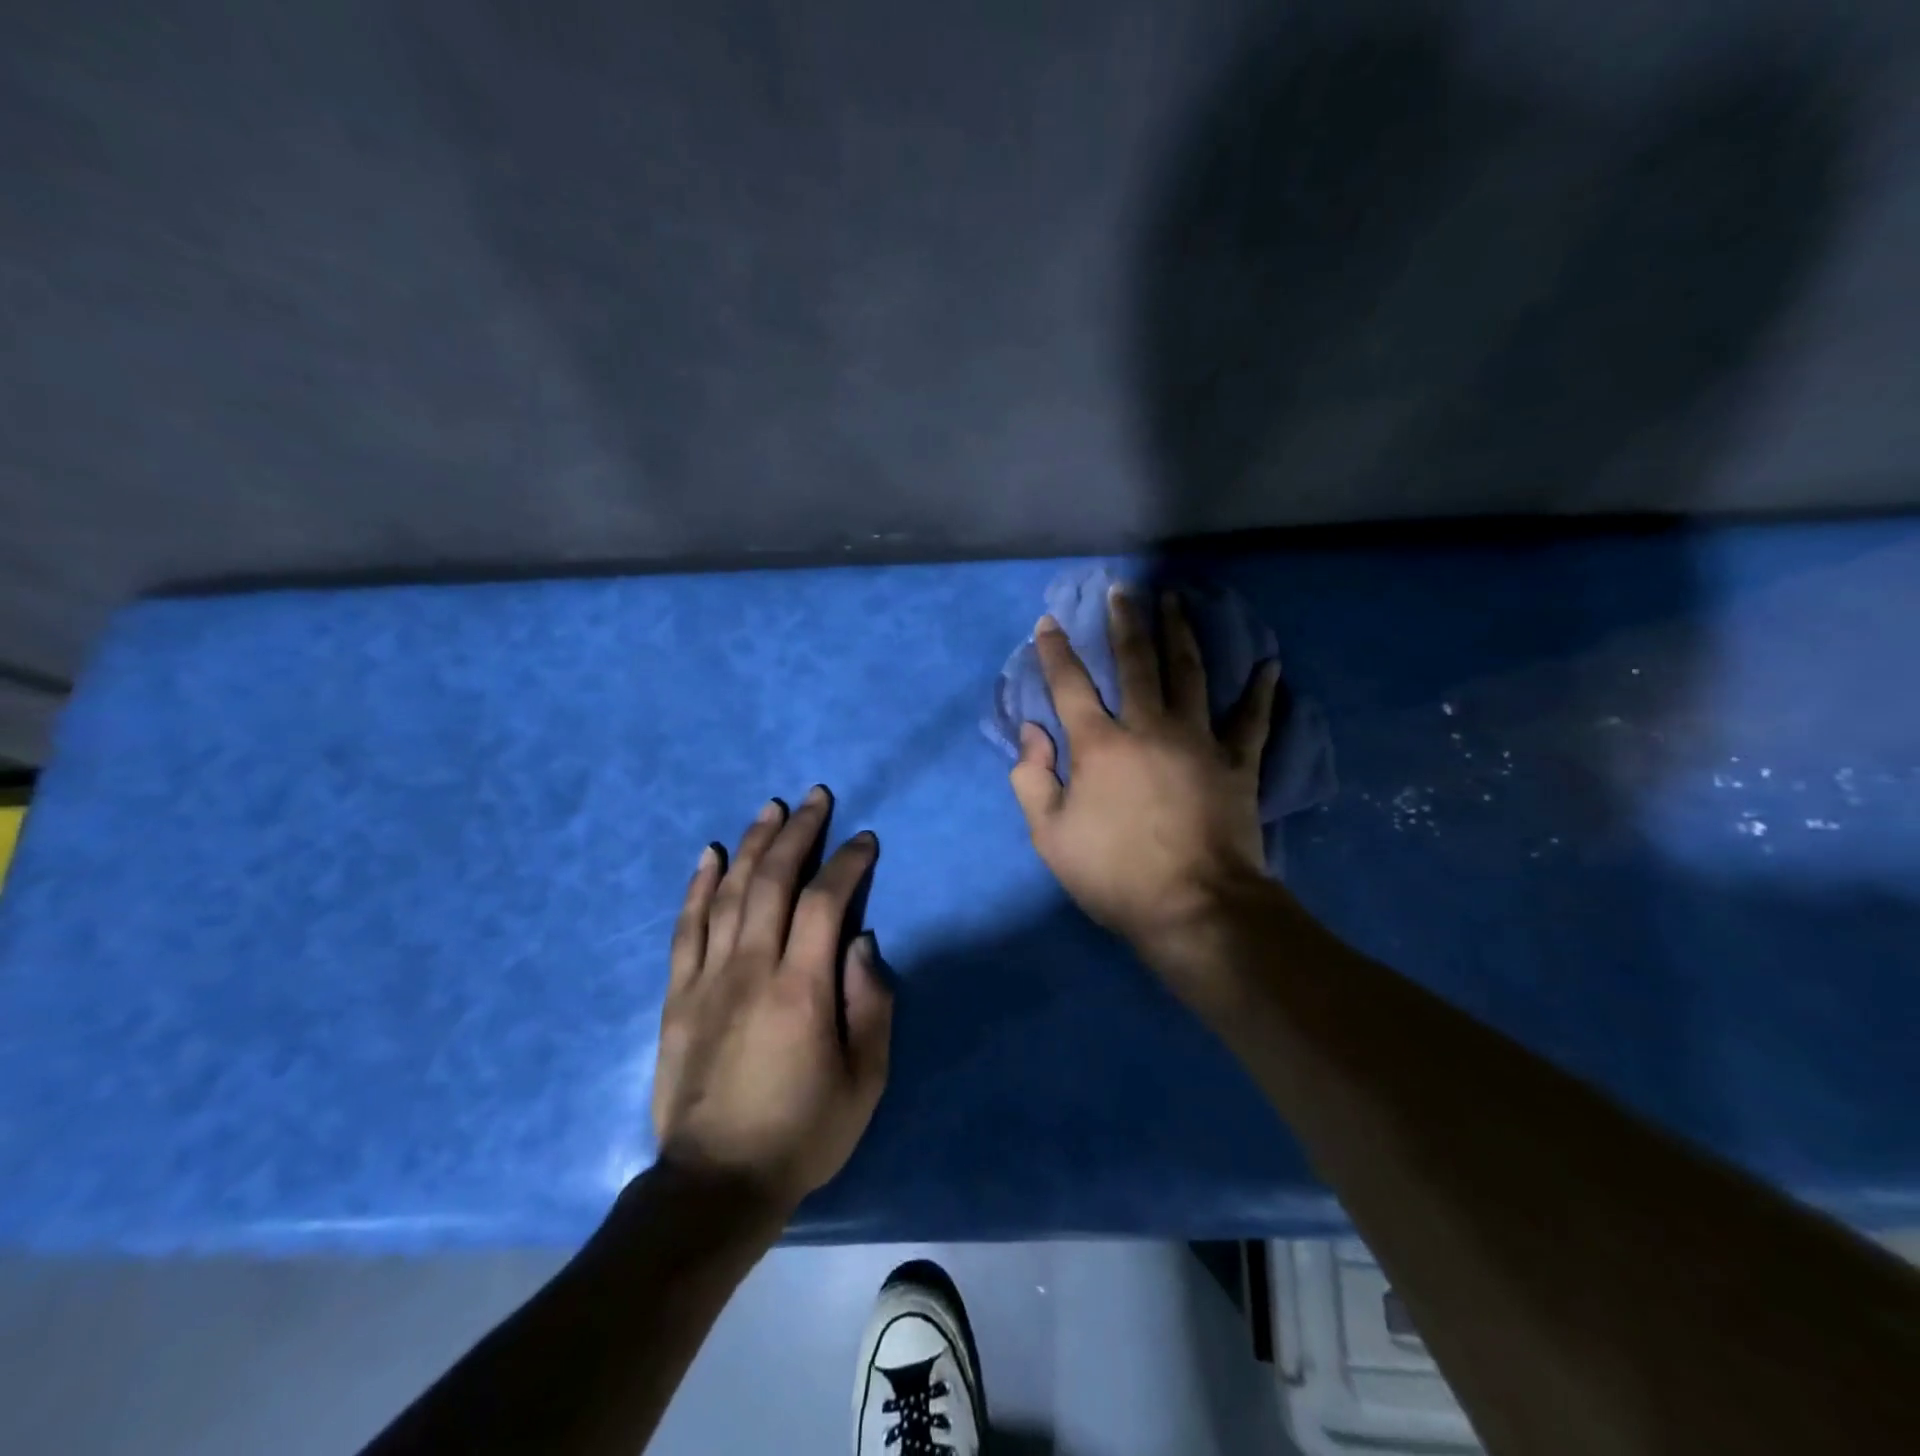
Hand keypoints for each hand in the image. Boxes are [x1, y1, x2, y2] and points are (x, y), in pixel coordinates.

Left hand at [651, 787, 891, 1218]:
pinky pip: (686, 926)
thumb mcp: (865, 1080)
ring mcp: (707, 977)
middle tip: (816, 797)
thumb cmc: (803, 1132)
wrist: (716, 1184)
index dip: (847, 863)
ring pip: (729, 892)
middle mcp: (751, 968)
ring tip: (771, 808)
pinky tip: (710, 854)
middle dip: (798, 833)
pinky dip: (698, 885)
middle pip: (773, 881)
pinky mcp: (678, 994)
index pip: (826, 902)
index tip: (864, 840)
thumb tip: (863, 942)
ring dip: (752, 843)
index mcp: (802, 988)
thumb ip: (871, 1004)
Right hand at [1010, 585, 1279, 976]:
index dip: (1056, 651)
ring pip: (1189, 673)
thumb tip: (1032, 731)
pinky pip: (1253, 719)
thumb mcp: (1050, 835)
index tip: (1049, 622)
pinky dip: (1261, 692)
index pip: (1070, 685)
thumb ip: (1032, 778)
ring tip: (1176, 601)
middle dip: (1125, 622)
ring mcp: (1199, 740)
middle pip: (1136, 662)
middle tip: (1123, 589)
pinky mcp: (1238, 762)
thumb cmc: (1114, 874)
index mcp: (1100, 745)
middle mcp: (1149, 727)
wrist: (1194, 907)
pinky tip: (1270, 664)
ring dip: (1181, 633)